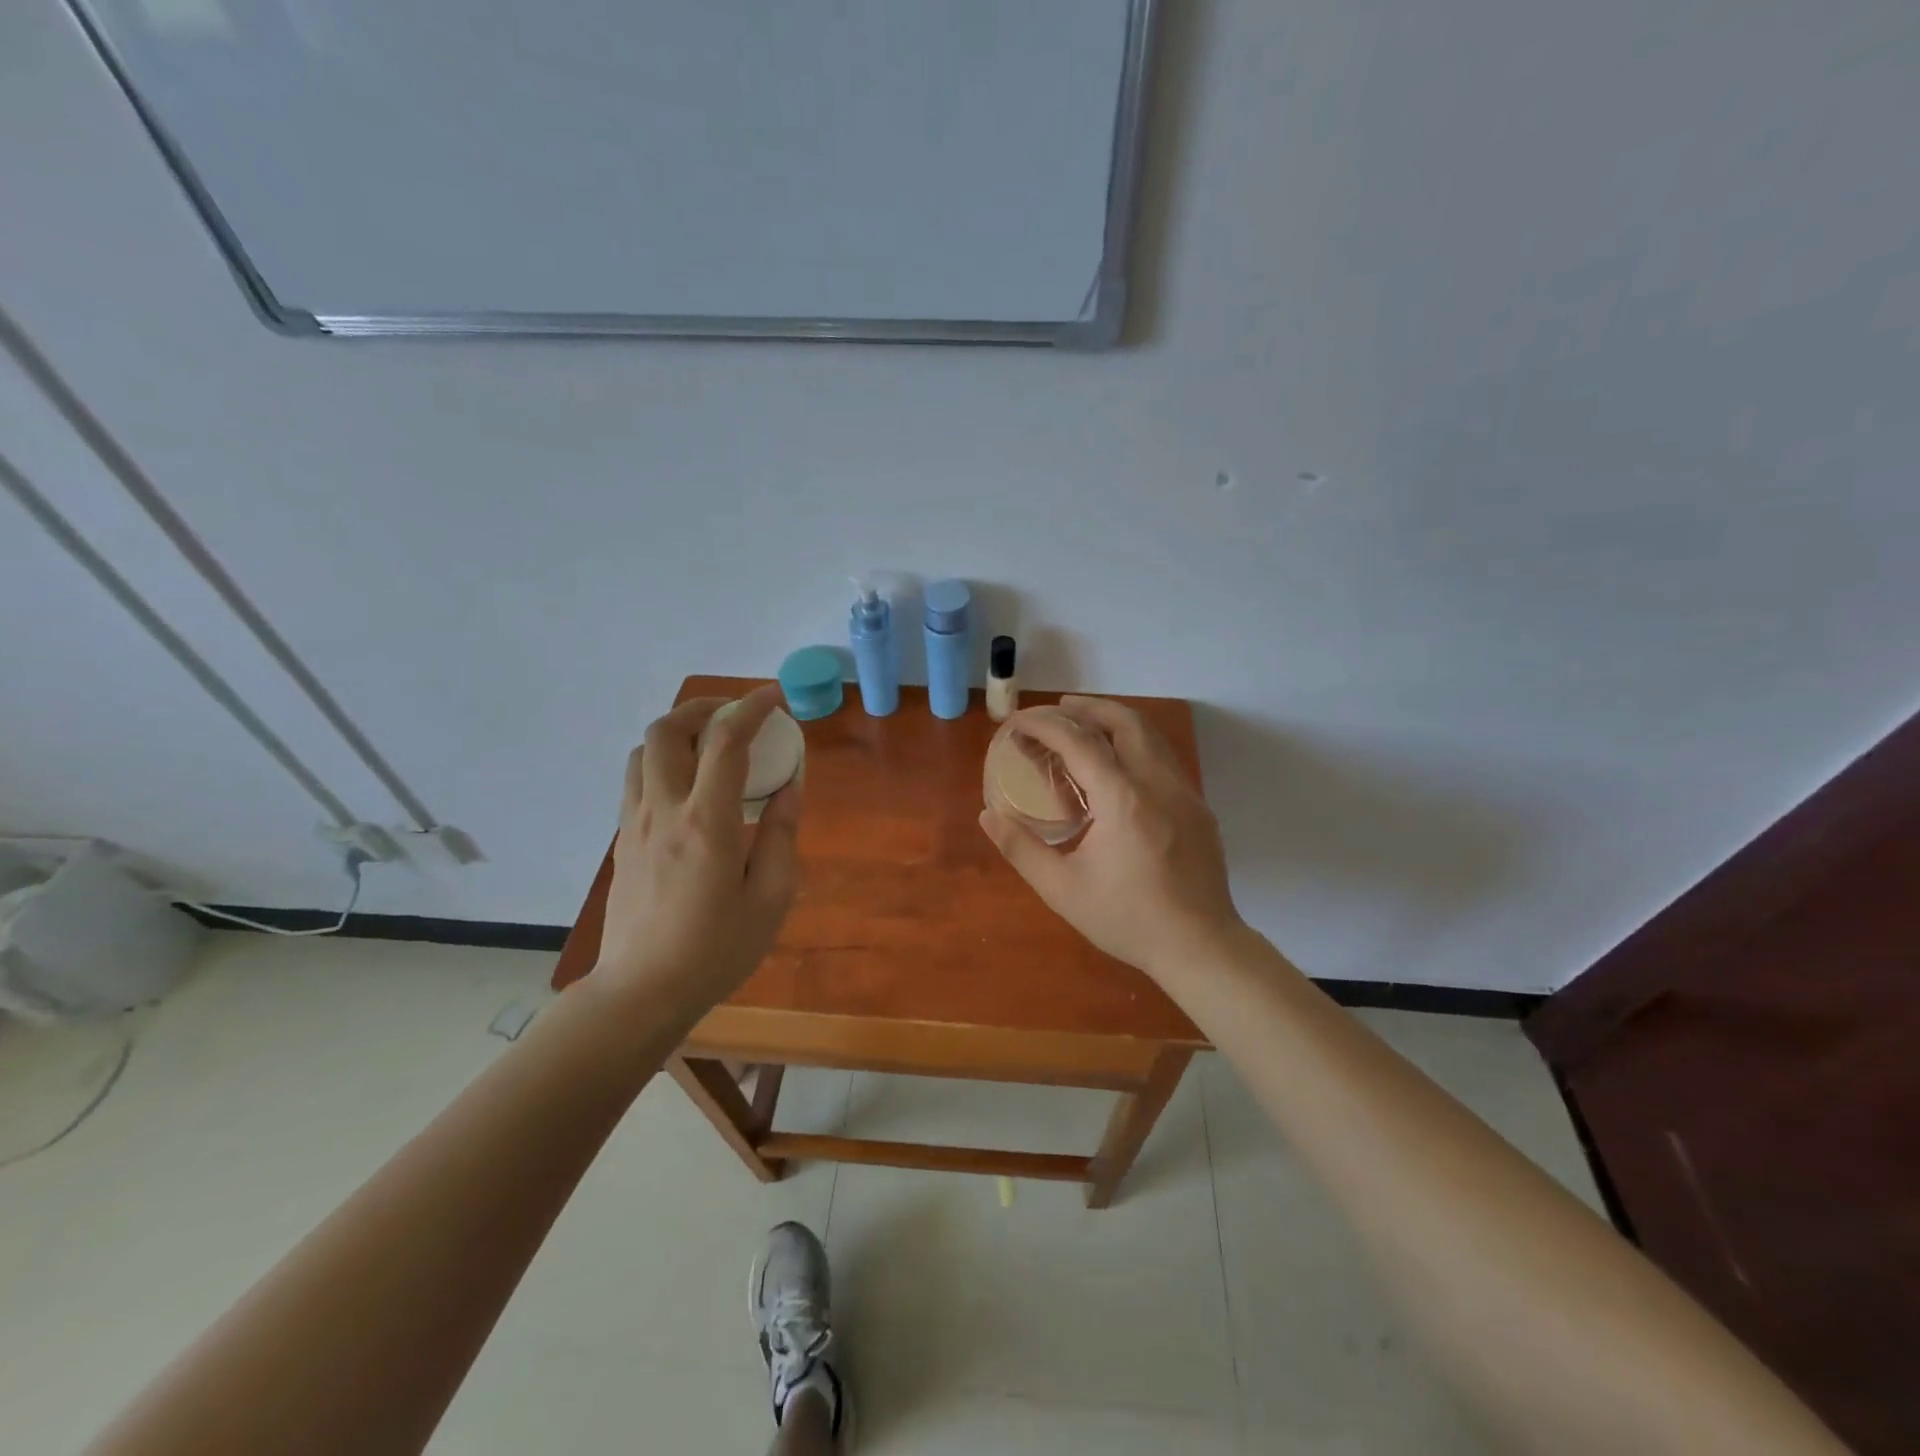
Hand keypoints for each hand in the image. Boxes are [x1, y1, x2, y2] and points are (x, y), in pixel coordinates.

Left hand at [591, 685, 803, 1017]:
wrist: (641, 992)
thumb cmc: (716, 949)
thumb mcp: (771, 898)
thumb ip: (783, 834)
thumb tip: (790, 786)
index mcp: (707, 822)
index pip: (725, 741)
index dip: (751, 708)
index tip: (775, 697)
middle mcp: (664, 810)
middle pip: (666, 729)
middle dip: (704, 707)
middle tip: (737, 715)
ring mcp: (635, 823)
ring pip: (643, 750)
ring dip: (677, 731)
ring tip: (711, 744)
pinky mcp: (622, 840)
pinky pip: (637, 779)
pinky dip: (664, 760)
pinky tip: (690, 786)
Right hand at [979, 696, 1242, 978]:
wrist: (1200, 947)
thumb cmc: (1127, 919)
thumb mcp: (1062, 890)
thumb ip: (1021, 849)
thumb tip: (987, 816)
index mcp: (1123, 799)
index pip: (1078, 741)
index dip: (1043, 725)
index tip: (1017, 723)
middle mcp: (1158, 783)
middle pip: (1124, 721)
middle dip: (1087, 707)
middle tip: (1056, 710)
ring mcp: (1184, 792)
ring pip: (1150, 736)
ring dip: (1115, 721)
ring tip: (1084, 728)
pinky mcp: (1198, 808)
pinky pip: (1163, 759)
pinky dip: (1135, 746)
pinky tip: (1118, 770)